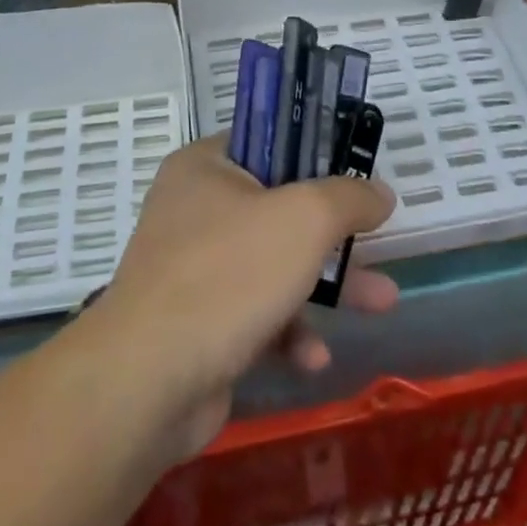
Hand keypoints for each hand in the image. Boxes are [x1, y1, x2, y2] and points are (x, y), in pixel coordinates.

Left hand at [87, 135, 398, 459]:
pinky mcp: (197, 323)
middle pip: (280, 209)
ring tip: (381, 304)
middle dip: (335, 234)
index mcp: (206, 167)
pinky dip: (288, 331)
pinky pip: (255, 314)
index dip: (316, 154)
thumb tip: (379, 193)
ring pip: (275, 265)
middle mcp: (194, 210)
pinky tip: (312, 359)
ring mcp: (193, 269)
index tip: (356, 173)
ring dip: (327, 287)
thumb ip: (348, 197)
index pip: (268, 142)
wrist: (146, 382)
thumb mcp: (305, 219)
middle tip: (378, 243)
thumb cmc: (228, 274)